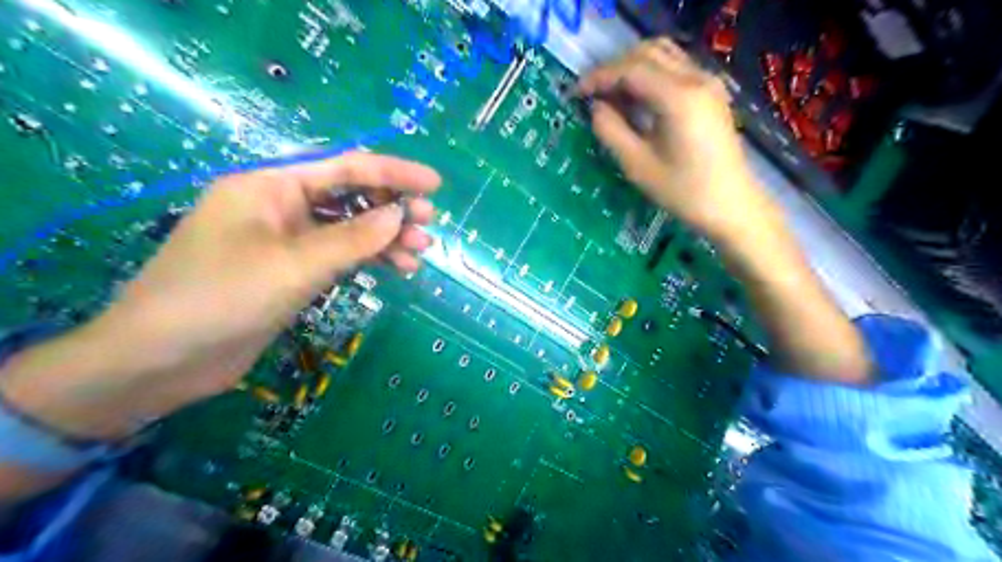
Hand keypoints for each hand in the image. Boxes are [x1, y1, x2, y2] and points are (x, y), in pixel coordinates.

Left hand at [0, 152, 437, 439]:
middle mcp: (280, 207)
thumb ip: (352, 238)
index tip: (434, 185)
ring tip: (420, 252)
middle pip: (349, 197)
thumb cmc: (220, 298)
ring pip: (348, 229)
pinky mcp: (292, 271)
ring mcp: (287, 241)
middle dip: (392, 208)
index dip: (393, 173)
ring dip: (385, 238)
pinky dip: (368, 260)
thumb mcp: (294, 265)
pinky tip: (397, 269)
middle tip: (429, 224)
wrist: (162, 360)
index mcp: (270, 186)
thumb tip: (401, 215)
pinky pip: (340, 256)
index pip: (344, 169)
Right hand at [581, 37, 772, 239]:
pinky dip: (650, 74)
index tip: (575, 94)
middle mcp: (696, 79)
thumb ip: (611, 131)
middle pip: (647, 53)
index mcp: (678, 98)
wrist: (731, 204)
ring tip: (610, 95)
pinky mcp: (711, 91)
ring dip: (631, 68)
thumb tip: (596, 108)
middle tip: (591, 95)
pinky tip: (636, 99)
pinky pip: (675, 67)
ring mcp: (708, 82)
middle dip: (613, 69)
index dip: (599, 78)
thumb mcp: (638, 166)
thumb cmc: (683, 191)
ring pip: (662, 54)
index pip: (630, 70)